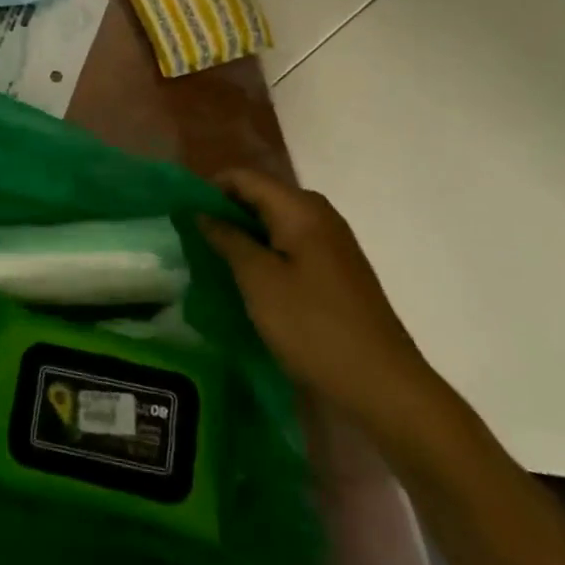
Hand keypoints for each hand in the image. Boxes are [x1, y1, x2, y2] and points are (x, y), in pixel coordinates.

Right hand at [200, 169, 450, 444]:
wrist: (383, 386)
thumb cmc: (313, 327)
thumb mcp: (259, 281)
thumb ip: (228, 240)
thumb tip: (202, 212)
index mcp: (301, 209)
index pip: (244, 178)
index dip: (209, 188)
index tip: (181, 213)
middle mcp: (319, 215)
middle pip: (261, 196)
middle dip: (225, 211)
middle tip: (192, 237)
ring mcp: (332, 244)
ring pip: (275, 223)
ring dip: (243, 235)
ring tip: (213, 258)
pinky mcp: (336, 271)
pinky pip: (290, 245)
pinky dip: (264, 253)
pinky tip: (247, 279)